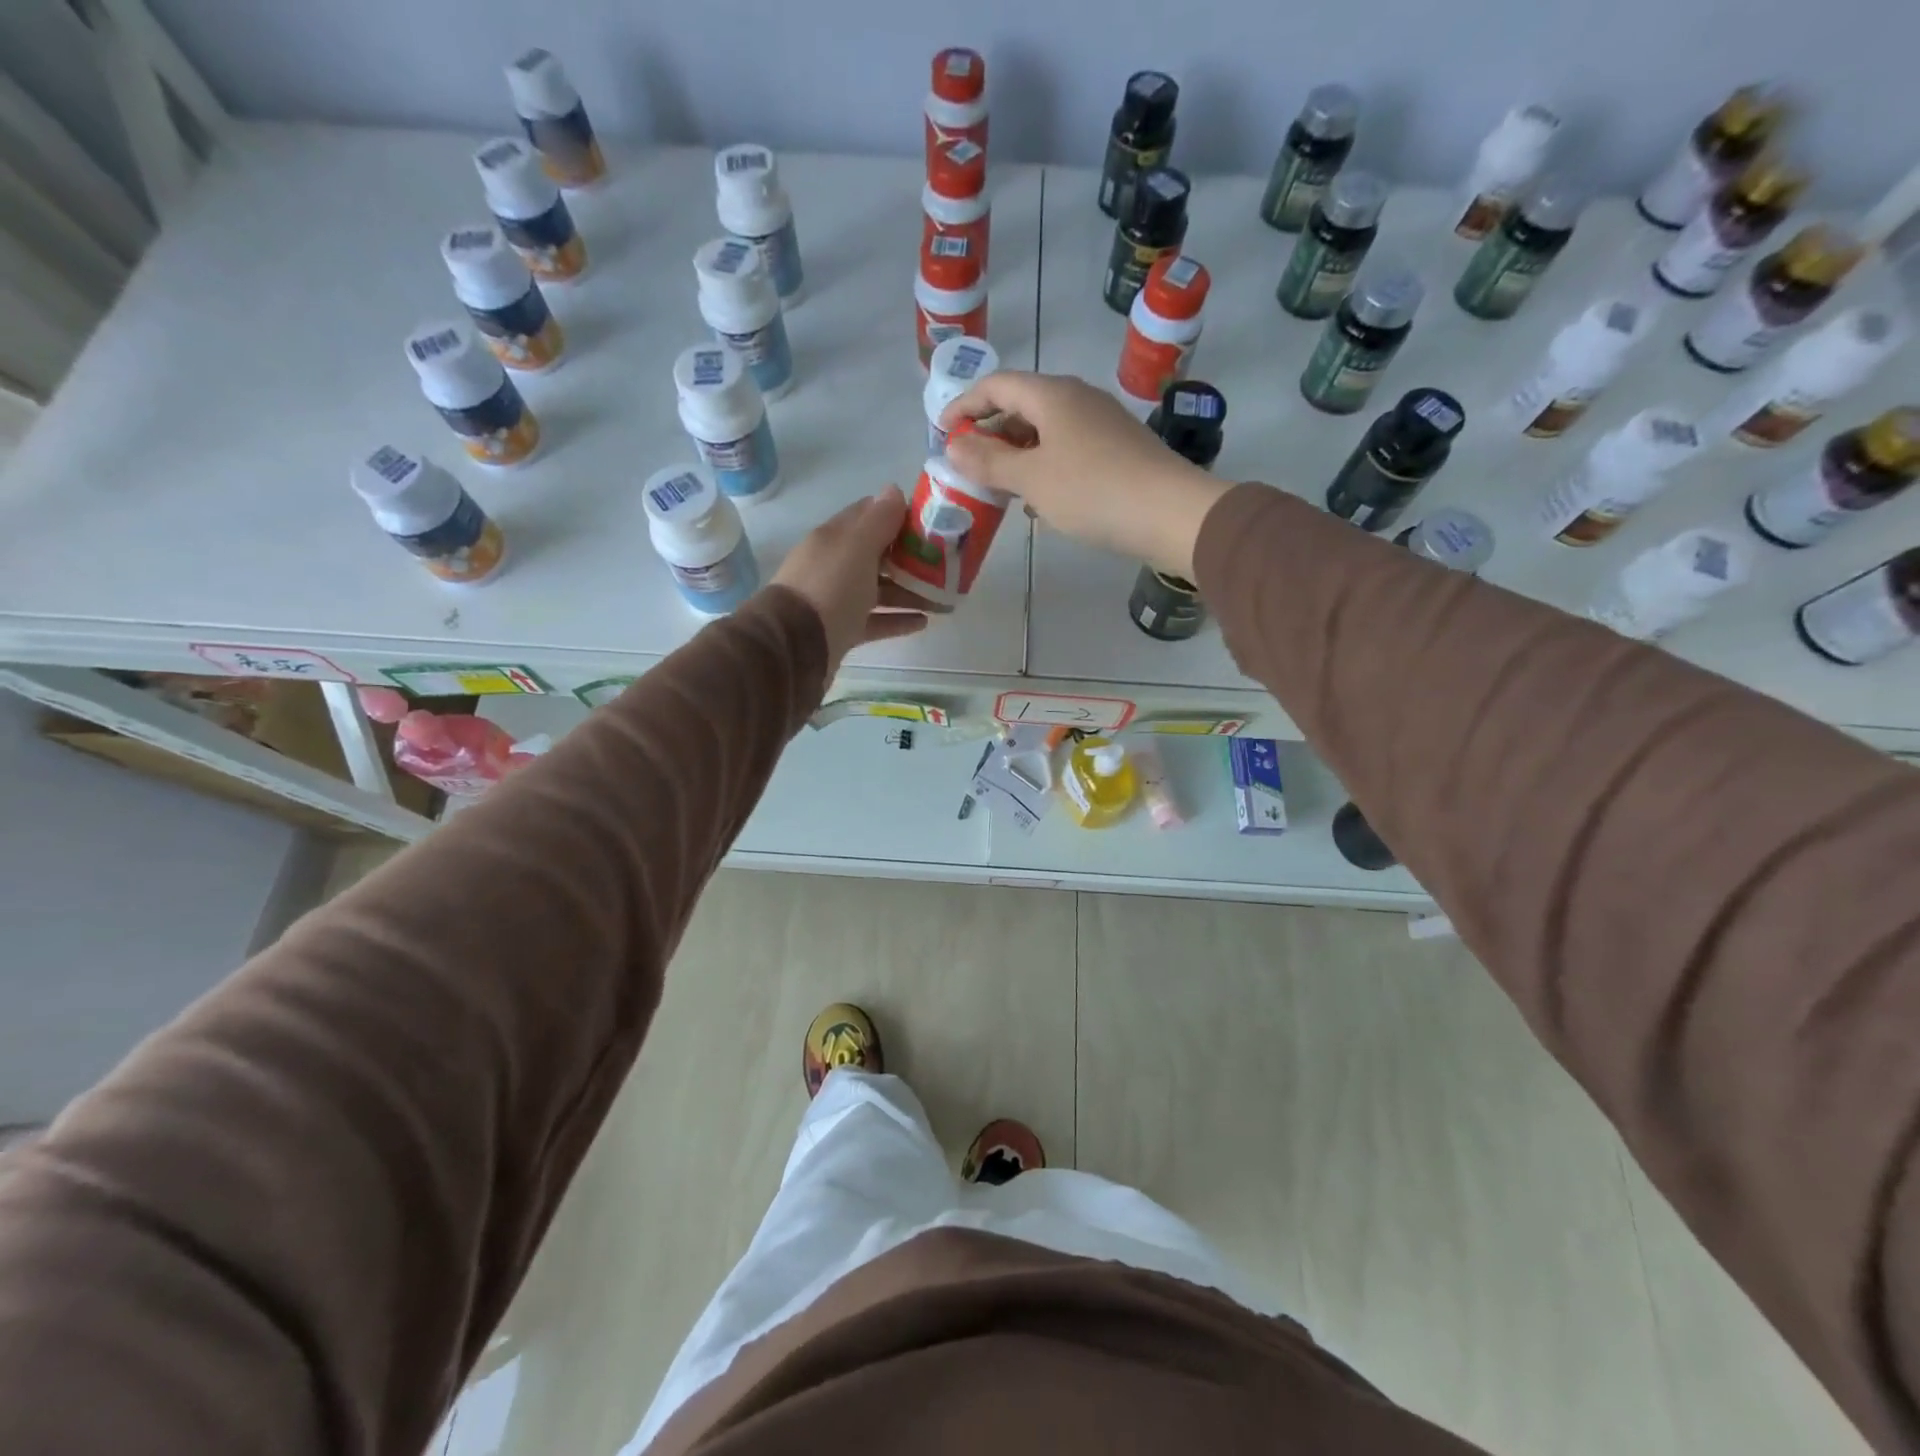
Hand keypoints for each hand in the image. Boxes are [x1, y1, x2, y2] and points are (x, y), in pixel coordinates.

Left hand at [773, 486, 930, 672]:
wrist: (796, 647)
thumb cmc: (830, 588)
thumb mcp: (857, 547)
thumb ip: (878, 520)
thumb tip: (894, 489)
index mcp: (835, 538)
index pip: (868, 516)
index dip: (898, 516)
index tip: (931, 525)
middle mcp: (834, 565)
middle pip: (878, 555)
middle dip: (911, 558)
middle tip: (945, 565)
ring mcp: (837, 599)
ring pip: (879, 590)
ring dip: (910, 592)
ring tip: (943, 600)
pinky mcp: (842, 630)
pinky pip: (876, 621)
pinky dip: (898, 620)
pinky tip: (923, 622)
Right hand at [941, 372, 1230, 577]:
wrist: (1170, 513)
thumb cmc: (1092, 491)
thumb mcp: (1031, 479)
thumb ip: (989, 462)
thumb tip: (954, 446)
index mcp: (1053, 395)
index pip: (997, 385)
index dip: (964, 404)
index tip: (942, 432)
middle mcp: (1078, 399)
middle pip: (1022, 405)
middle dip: (991, 432)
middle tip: (969, 464)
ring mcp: (1102, 423)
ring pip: (1046, 430)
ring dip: (1018, 453)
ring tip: (999, 486)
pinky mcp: (1118, 449)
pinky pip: (1068, 449)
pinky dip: (1044, 466)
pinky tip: (1040, 499)